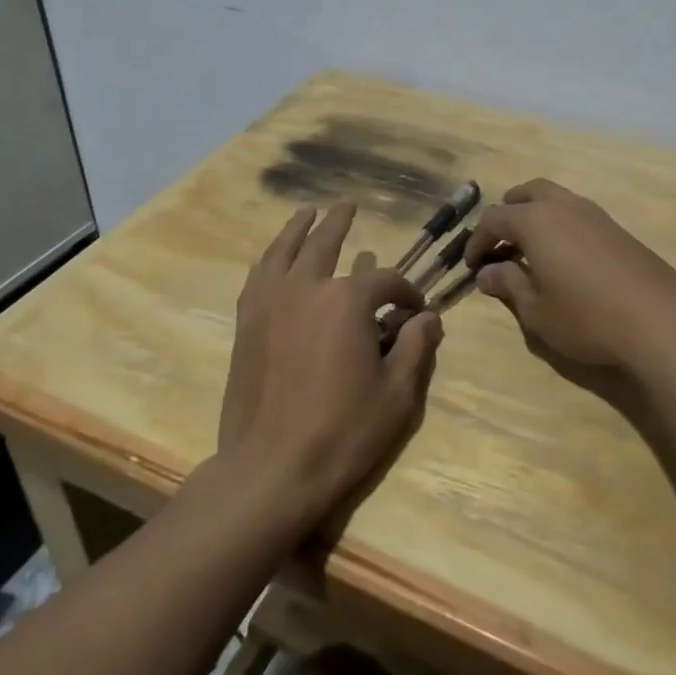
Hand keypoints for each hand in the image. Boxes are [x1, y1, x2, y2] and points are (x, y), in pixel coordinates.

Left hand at [218, 204, 443, 535]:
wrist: (272, 468)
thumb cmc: (343, 432)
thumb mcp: (398, 394)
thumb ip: (417, 347)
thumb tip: (429, 317)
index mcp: (347, 301)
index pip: (385, 281)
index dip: (405, 292)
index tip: (415, 310)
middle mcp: (305, 288)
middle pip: (324, 243)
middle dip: (340, 223)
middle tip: (347, 205)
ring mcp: (269, 303)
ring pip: (284, 251)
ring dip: (297, 228)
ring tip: (307, 212)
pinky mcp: (246, 324)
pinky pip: (258, 277)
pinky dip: (269, 259)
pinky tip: (273, 257)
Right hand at [465, 179, 675, 371]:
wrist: (660, 322)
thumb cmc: (587, 317)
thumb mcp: (537, 310)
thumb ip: (508, 285)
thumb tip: (487, 273)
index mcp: (536, 221)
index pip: (494, 219)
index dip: (477, 240)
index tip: (472, 265)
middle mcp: (564, 207)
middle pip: (527, 193)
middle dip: (508, 212)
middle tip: (500, 241)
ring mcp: (596, 215)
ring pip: (556, 199)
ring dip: (536, 216)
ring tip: (531, 249)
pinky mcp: (619, 230)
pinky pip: (578, 215)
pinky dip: (561, 226)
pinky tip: (566, 258)